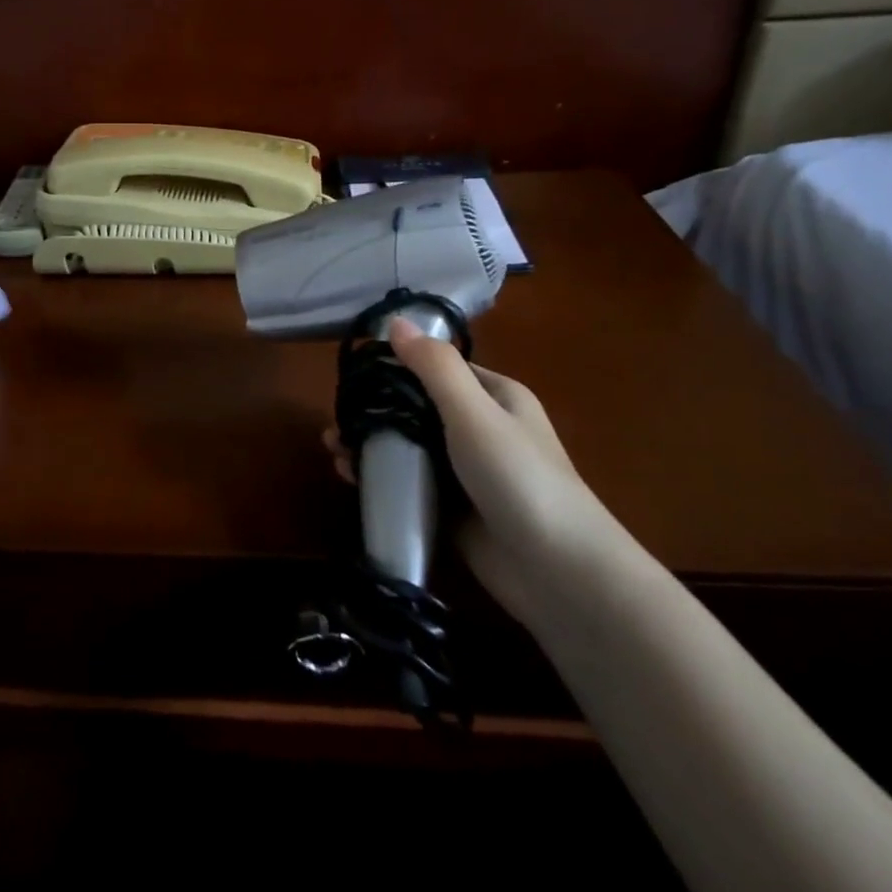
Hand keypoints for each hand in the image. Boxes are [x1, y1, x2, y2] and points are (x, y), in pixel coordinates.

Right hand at [324, 319, 621, 619]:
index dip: (395, 367)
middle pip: (416, 408)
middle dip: (375, 411)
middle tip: (336, 421)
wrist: (556, 571)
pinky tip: (350, 479)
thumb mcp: (474, 413)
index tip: (352, 375)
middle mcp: (480, 428)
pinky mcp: (453, 507)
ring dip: (371, 445)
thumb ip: (434, 367)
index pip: (436, 369)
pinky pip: (409, 483)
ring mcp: (466, 471)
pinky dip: (380, 478)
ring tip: (335, 451)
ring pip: (408, 447)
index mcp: (495, 396)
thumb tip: (395, 321)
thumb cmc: (518, 478)